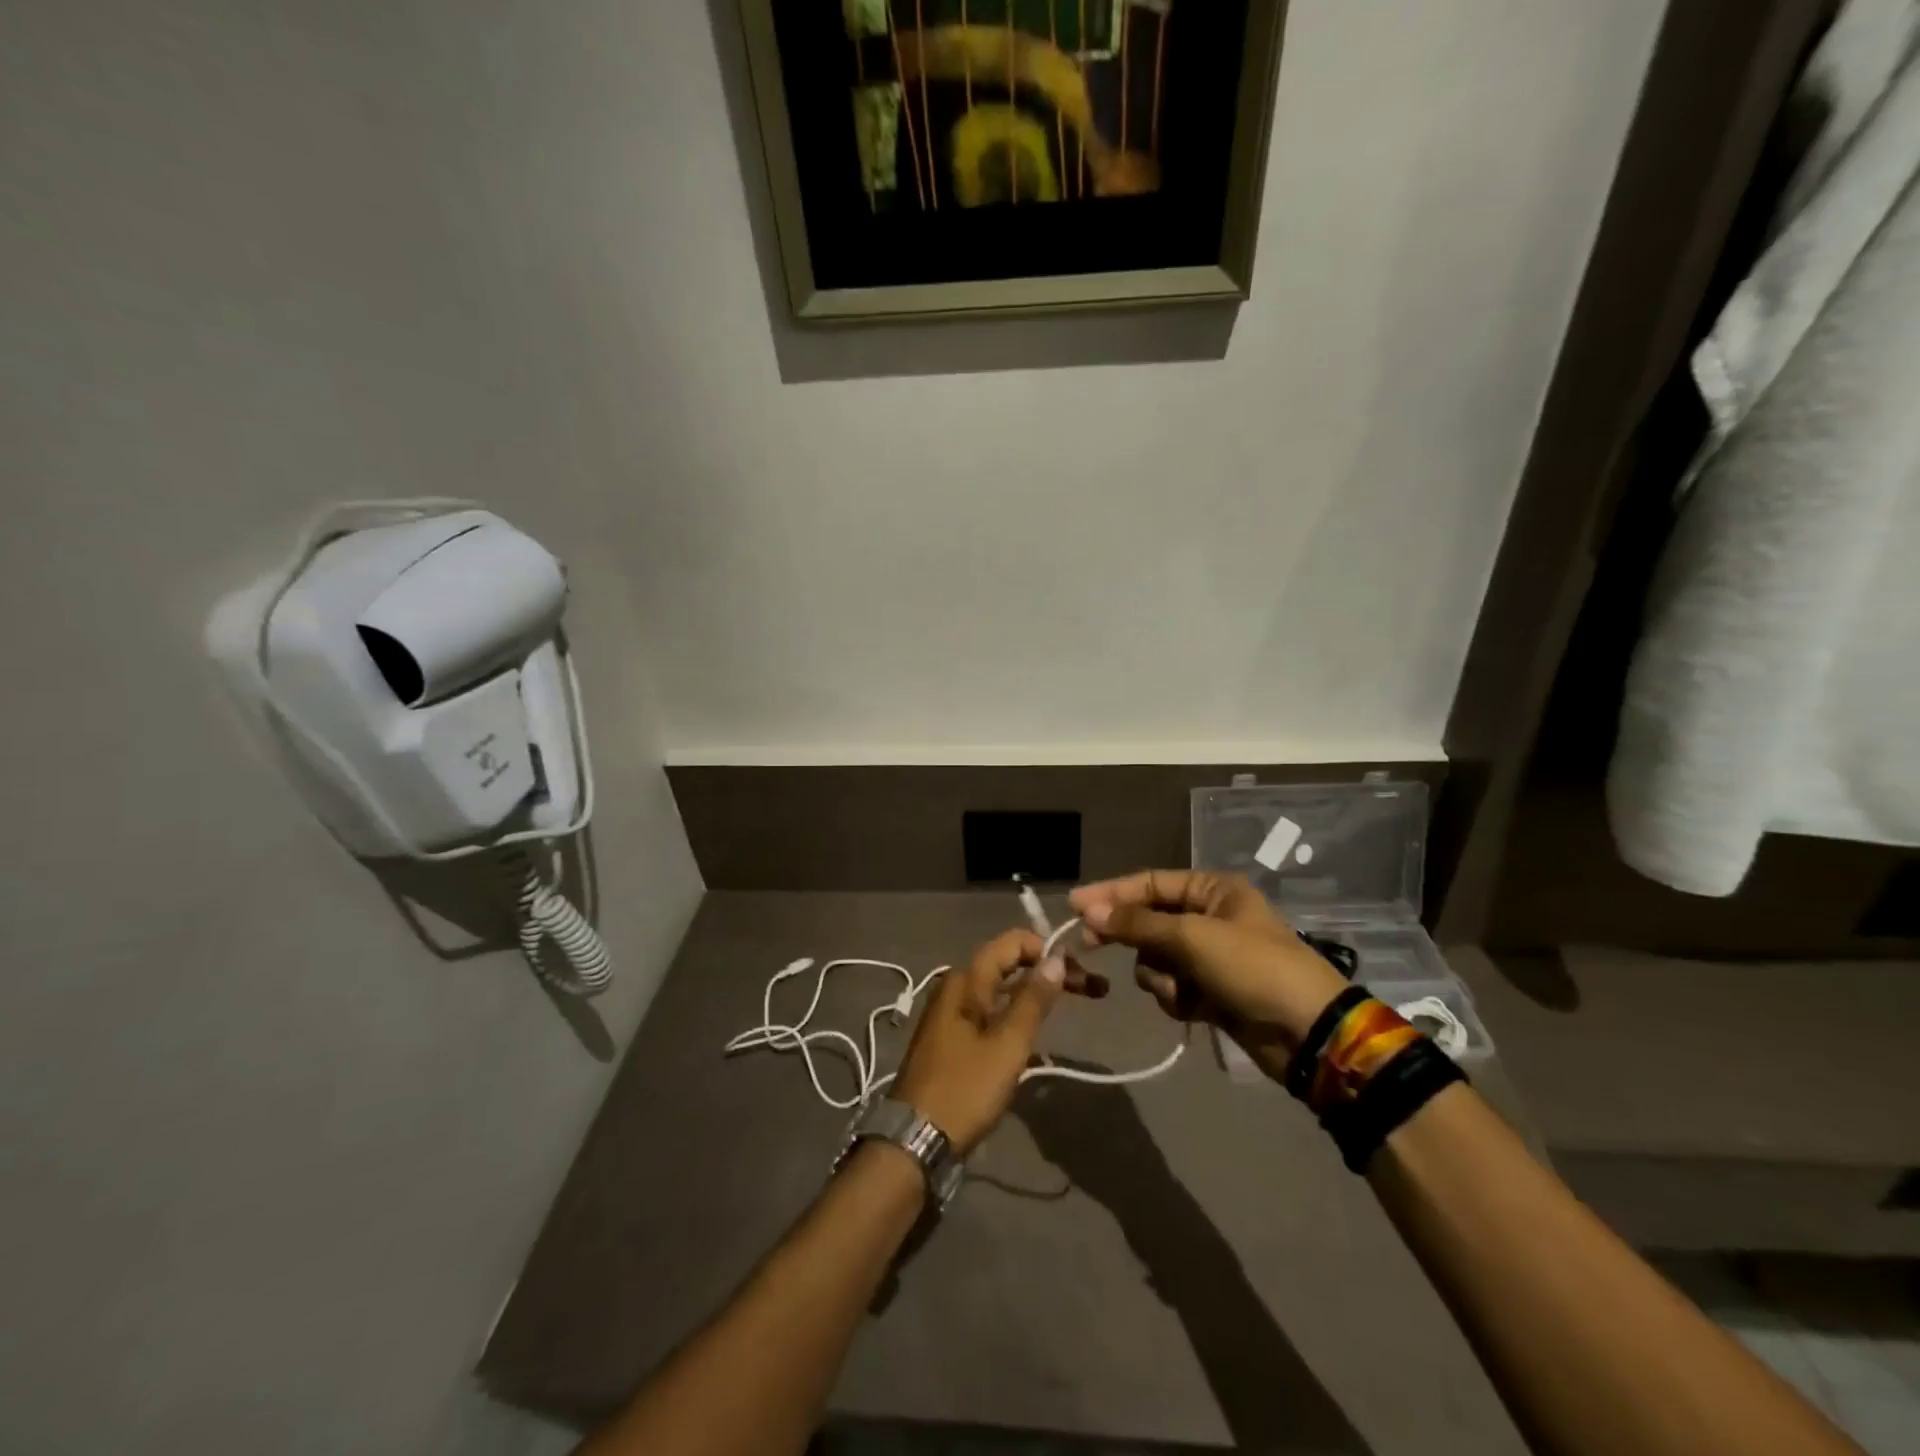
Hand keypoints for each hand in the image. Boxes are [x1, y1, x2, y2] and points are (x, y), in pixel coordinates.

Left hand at [892, 929, 1071, 1156]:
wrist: (916, 1140)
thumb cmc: (965, 1089)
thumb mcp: (1007, 1045)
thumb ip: (1033, 1000)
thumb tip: (1056, 958)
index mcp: (965, 980)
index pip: (1011, 942)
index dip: (1047, 949)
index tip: (1079, 972)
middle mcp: (955, 986)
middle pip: (1007, 963)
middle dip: (1048, 970)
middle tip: (1090, 989)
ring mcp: (950, 1011)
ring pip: (1000, 988)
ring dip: (1035, 992)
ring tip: (1072, 1003)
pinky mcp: (951, 1036)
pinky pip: (990, 1010)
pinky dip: (1016, 1011)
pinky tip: (1037, 1027)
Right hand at [1069, 870, 1348, 1083]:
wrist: (1308, 1034)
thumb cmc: (1252, 968)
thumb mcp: (1191, 937)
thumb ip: (1137, 923)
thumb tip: (1088, 908)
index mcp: (1213, 890)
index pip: (1150, 883)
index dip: (1111, 893)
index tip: (1074, 905)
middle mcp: (1210, 917)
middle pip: (1149, 921)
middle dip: (1131, 937)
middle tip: (1090, 944)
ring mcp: (1211, 957)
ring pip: (1156, 958)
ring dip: (1159, 975)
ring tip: (1180, 988)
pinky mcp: (1212, 992)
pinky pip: (1172, 985)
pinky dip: (1176, 996)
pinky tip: (1195, 1008)